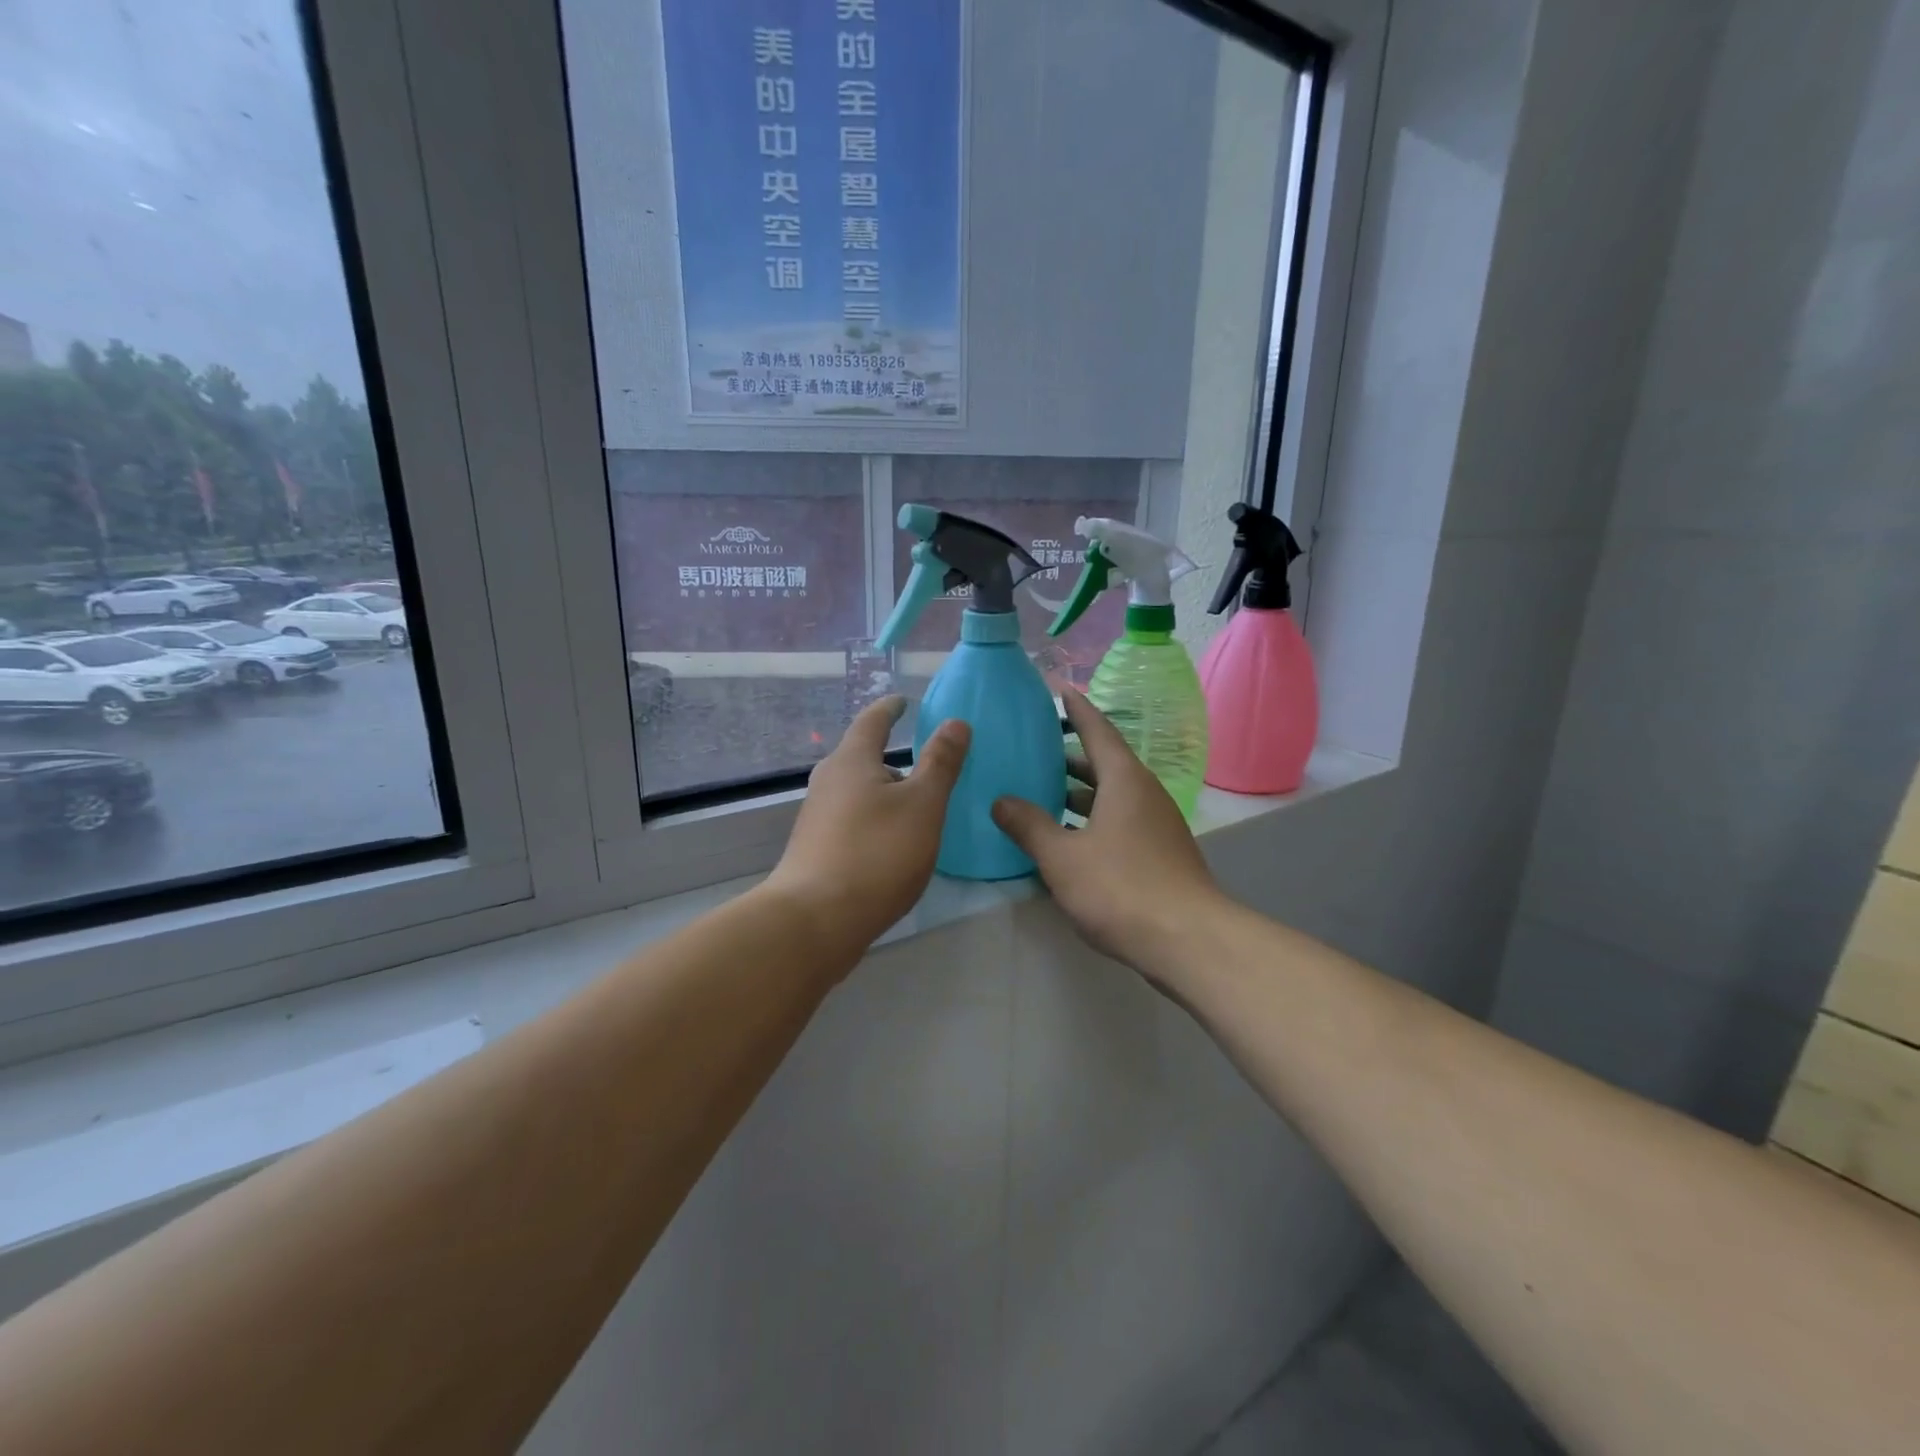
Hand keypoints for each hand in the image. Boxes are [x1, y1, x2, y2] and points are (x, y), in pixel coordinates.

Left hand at [763, 696, 969, 962]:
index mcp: (852, 761)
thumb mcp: (923, 805)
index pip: (873, 721)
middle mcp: (828, 782)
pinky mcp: (815, 850)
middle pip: (861, 757)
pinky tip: (892, 843)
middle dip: (891, 756)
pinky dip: (875, 819)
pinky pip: (852, 820)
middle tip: (925, 762)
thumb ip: (941, 762)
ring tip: (915, 806)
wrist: (815, 922)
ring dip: (884, 792)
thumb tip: (955, 722)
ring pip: (857, 792)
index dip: (890, 708)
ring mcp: (817, 818)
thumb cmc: (876, 854)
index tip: (902, 700)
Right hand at [991, 687, 1222, 978]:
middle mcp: (1145, 793)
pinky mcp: (1161, 853)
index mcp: (1124, 780)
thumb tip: (1000, 801)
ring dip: (1080, 792)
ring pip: (1113, 795)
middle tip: (1036, 749)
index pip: (1097, 730)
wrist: (1188, 940)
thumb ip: (1029, 826)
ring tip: (1044, 793)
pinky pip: (1121, 821)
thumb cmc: (1121, 888)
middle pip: (1105, 763)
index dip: (1076, 709)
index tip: (1059, 689)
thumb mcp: (1063, 857)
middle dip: (1071, 755)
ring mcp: (1157, 824)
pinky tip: (1069, 839)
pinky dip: (1093, 819)